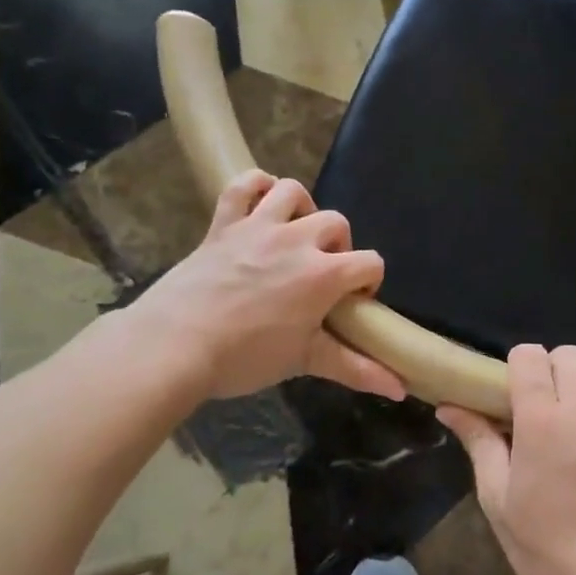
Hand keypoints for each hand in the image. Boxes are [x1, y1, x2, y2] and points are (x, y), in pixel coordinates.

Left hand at [129, 171, 404, 401]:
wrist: (173, 346)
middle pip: (338, 223)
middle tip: (321, 275)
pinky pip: (242, 185)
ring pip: (293, 191)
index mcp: (324, 274)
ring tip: (296, 234)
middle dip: (339, 246)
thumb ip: (358, 370)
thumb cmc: (245, 356)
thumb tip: (402, 389)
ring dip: (302, 208)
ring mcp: (259, 227)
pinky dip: (255, 186)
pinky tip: (262, 202)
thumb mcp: (306, 362)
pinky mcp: (224, 224)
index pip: (370, 262)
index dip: (369, 282)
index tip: (351, 303)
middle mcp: (298, 240)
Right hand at [439, 345, 575, 574]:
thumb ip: (479, 442)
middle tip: (552, 403)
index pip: (529, 356)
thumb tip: (449, 406)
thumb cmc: (545, 544)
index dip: (520, 367)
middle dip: (555, 370)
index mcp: (540, 420)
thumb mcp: (497, 497)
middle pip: (568, 354)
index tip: (519, 390)